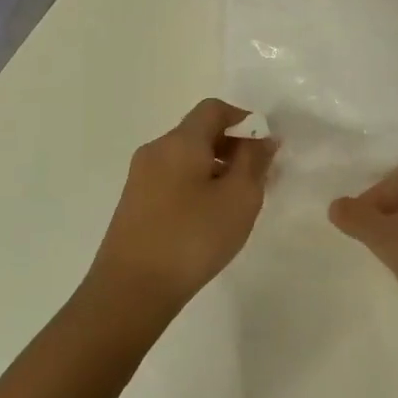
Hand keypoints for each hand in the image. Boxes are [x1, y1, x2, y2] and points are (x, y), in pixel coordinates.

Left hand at [85, 99, 276, 313]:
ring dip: (216, 168)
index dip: (244, 120)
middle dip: (232, 146)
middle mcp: (156, 150)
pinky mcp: (134, 203)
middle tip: (258, 178)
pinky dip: (197, 185)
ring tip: (237, 202)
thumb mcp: (239, 198)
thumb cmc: (192, 238)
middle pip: (199, 132)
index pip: (214, 108)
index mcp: (180, 141)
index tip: (265, 148)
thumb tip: (262, 137)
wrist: (131, 289)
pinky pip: (173, 179)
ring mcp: (140, 177)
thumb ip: (255, 161)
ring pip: (186, 158)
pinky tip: (209, 218)